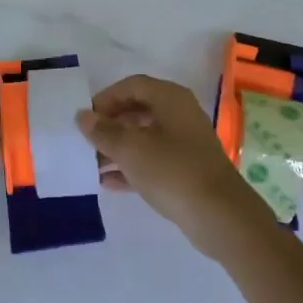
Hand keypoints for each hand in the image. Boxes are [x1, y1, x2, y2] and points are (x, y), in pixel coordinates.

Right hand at [77, 75, 269, 258]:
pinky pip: (152, 161)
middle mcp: (179, 115)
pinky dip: (131, 168)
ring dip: (117, 148)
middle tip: (85, 140)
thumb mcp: (131, 149)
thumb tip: (83, 116)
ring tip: (91, 163)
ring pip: (144, 138)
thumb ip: (103, 131)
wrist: (220, 216)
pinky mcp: (186, 171)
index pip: (132, 85)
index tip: (86, 117)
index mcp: (170, 99)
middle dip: (110, 124)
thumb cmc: (172, 170)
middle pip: (138, 110)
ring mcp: (185, 144)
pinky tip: (107, 183)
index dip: (106, 98)